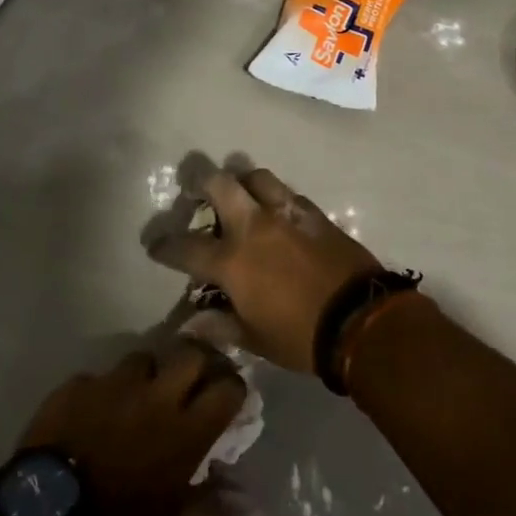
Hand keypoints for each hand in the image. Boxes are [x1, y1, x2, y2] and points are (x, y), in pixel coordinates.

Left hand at [16, 339, 248, 515]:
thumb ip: (215, 514)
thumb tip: (254, 506)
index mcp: (186, 430)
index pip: (228, 387)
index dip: (232, 389)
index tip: (228, 400)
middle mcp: (156, 395)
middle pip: (191, 353)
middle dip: (197, 363)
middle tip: (191, 384)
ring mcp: (114, 384)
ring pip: (144, 358)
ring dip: (148, 375)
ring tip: (138, 399)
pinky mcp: (77, 385)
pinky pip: (99, 378)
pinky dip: (103, 392)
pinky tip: (94, 415)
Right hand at [151, 166, 381, 372]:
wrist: (359, 318)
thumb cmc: (300, 336)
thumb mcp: (254, 339)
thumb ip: (219, 324)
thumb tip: (189, 323)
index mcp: (232, 260)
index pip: (186, 247)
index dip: (165, 245)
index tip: (155, 245)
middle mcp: (253, 226)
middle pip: (219, 183)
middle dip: (200, 182)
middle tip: (195, 192)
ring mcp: (285, 213)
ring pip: (256, 176)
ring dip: (242, 182)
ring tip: (239, 195)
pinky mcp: (312, 212)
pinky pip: (286, 192)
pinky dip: (274, 196)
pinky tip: (275, 211)